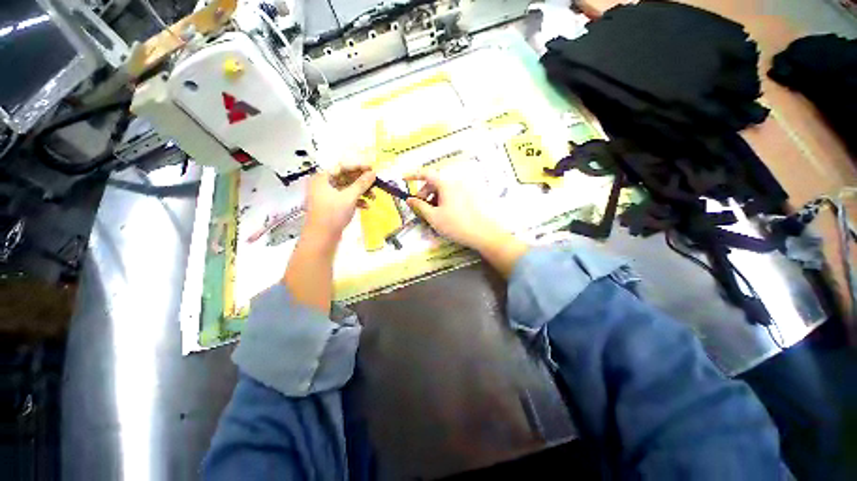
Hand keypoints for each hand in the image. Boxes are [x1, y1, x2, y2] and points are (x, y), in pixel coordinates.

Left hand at [304, 164, 375, 243]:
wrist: (321, 237)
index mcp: (323, 178)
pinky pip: (346, 198)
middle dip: (361, 181)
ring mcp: (327, 196)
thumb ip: (361, 184)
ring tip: (373, 197)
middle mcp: (324, 184)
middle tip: (375, 182)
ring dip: (361, 192)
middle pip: (345, 177)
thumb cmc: (333, 214)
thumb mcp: (349, 197)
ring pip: (347, 189)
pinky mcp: (332, 206)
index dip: (358, 166)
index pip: (342, 166)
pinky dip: (356, 200)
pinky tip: (366, 206)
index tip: (372, 168)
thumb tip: (373, 173)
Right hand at [404, 170, 503, 249]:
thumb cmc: (455, 224)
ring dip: (434, 197)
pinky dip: (444, 199)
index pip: (426, 174)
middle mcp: (456, 182)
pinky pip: (452, 193)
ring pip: (444, 189)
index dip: (413, 175)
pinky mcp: (470, 196)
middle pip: (435, 182)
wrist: (482, 233)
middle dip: (424, 192)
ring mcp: (465, 189)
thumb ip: (420, 206)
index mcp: (446, 184)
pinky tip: (445, 212)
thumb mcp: (433, 217)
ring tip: (433, 212)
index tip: (404, 179)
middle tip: (420, 206)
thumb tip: (409, 199)